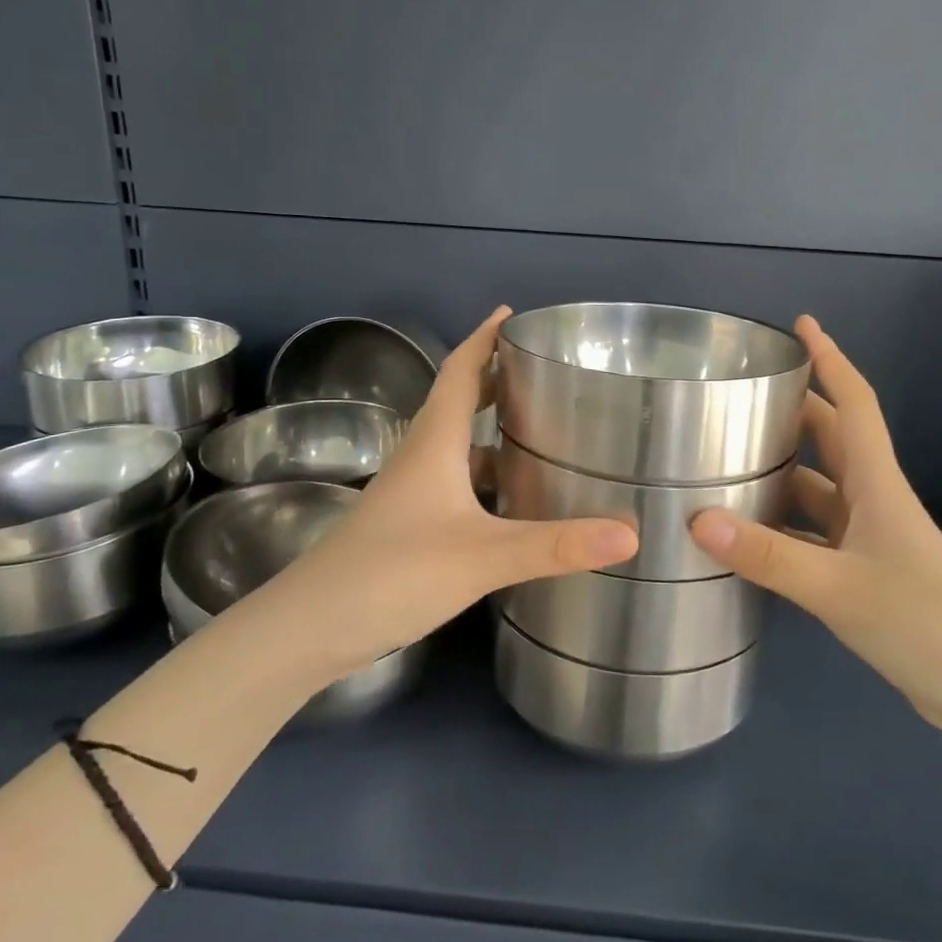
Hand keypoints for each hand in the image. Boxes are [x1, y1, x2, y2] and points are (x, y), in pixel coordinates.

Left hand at [282, 307, 638, 678]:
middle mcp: (421, 458)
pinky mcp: (410, 526)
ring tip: (542, 426)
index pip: (459, 371)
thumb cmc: (392, 573)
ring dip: (492, 429)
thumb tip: (631, 532)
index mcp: (434, 443)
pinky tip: (515, 499)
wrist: (310, 628)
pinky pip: (456, 482)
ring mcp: (411, 494)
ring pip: (457, 445)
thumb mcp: (482, 557)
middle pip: (458, 401)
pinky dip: (486, 476)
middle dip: (495, 377)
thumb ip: (555, 546)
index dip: (484, 338)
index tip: (512, 313)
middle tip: (544, 369)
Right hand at [689, 316, 941, 737]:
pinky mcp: (863, 573)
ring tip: (726, 459)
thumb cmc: (925, 623)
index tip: (803, 324)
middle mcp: (873, 500)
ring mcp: (869, 538)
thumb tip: (697, 519)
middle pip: (831, 438)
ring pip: (818, 488)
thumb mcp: (838, 587)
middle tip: (741, 394)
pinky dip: (782, 525)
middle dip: (794, 409)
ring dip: (781, 471)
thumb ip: (768, 555)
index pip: (854, 403)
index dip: (831, 359)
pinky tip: (746, 535)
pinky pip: (813, 532)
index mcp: (877, 484)